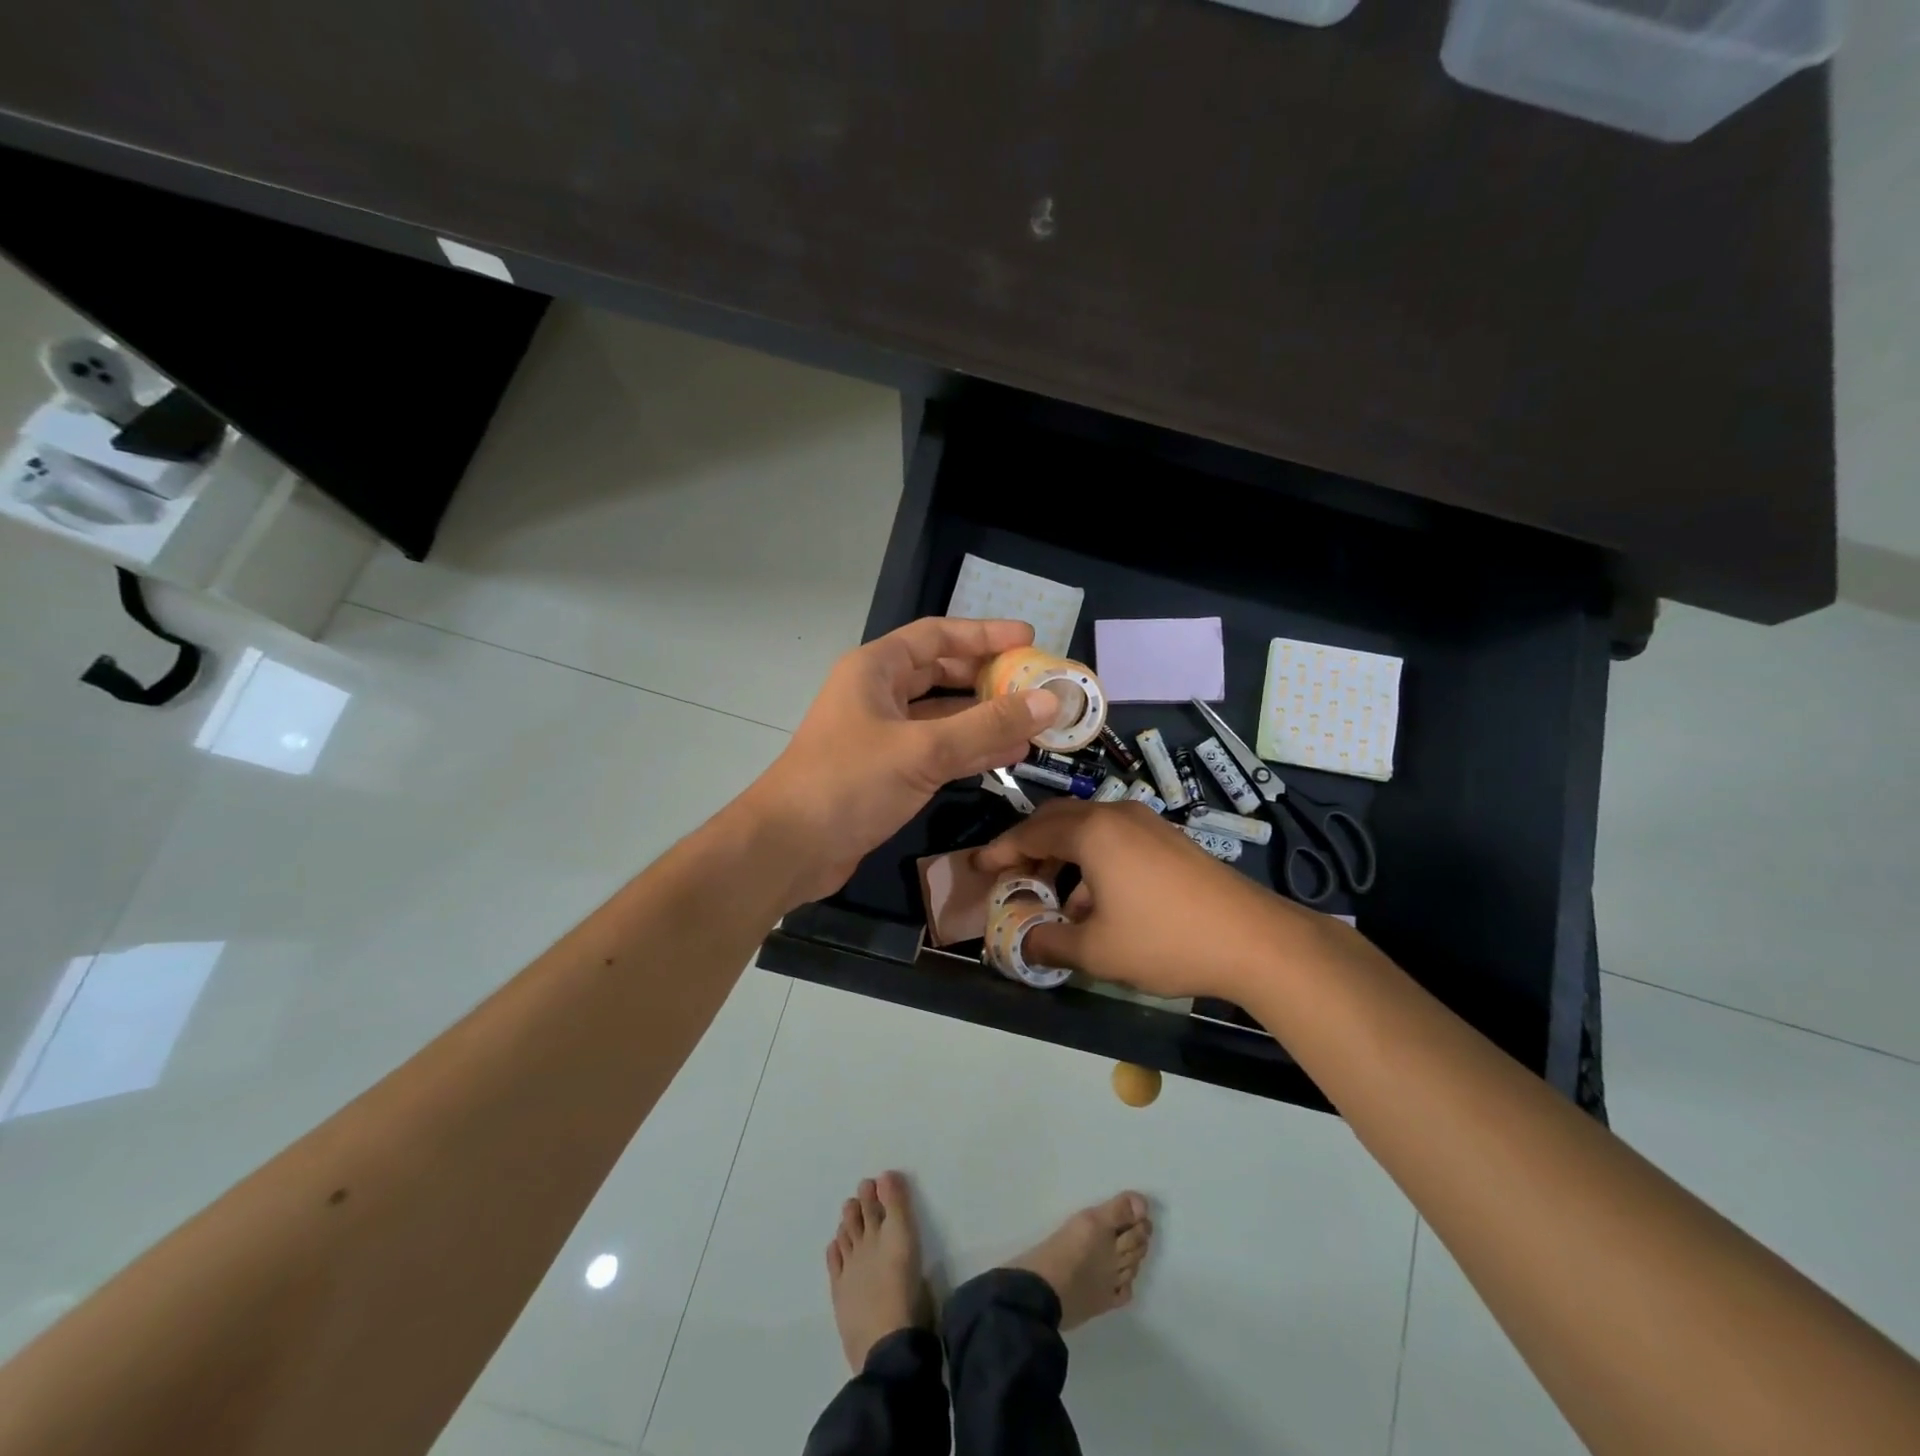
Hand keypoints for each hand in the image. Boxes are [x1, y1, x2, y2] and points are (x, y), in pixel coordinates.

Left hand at [746, 617, 1061, 904]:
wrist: (790, 848)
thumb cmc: (849, 782)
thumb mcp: (923, 749)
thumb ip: (987, 725)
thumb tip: (1049, 702)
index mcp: (875, 670)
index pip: (936, 636)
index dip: (983, 634)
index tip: (1028, 639)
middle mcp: (878, 695)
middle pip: (941, 674)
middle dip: (987, 678)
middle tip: (1034, 684)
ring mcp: (881, 735)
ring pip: (942, 716)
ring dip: (984, 718)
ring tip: (1034, 723)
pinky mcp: (886, 772)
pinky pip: (937, 750)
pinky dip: (970, 750)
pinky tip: (1008, 755)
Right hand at [973, 798, 1324, 1000]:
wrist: (1254, 939)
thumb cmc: (1164, 940)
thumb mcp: (1097, 951)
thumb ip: (1049, 943)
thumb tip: (1023, 943)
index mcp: (1092, 832)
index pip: (1031, 833)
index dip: (1000, 851)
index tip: (978, 867)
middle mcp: (1116, 815)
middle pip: (1057, 821)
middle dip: (1029, 847)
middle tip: (1011, 876)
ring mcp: (1147, 823)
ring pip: (1088, 830)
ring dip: (1062, 857)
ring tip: (1052, 897)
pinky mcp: (1168, 839)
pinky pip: (1114, 840)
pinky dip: (1092, 861)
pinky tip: (1096, 903)